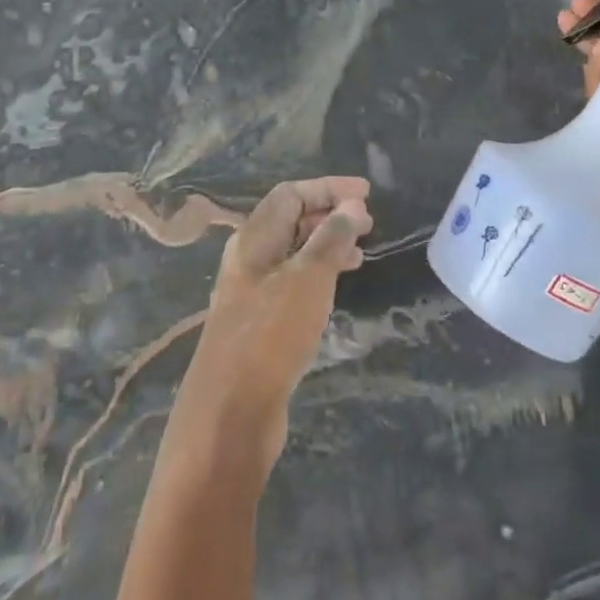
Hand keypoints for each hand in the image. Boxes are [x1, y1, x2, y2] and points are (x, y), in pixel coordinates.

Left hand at [174, 177, 372, 477]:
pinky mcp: (259, 323)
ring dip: (326, 246)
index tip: (366, 194)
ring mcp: (251, 292)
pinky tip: (336, 289)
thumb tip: (352, 206)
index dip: (328, 188)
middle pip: (290, 221)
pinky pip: (293, 282)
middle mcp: (249, 259)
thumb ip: (331, 238)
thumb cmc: (271, 333)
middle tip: (368, 224)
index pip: (290, 194)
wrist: (231, 411)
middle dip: (329, 215)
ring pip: (293, 253)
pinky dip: (318, 275)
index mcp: (253, 239)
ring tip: (360, 256)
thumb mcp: (308, 278)